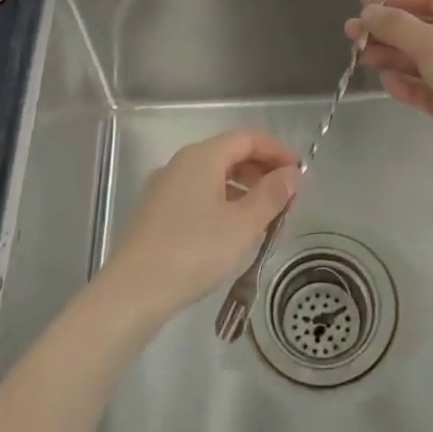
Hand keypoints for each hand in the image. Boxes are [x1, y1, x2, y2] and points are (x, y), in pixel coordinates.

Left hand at [99, 130, 300, 322]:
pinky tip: (233, 236)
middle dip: (263, 174)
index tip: (300, 174)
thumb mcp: (243, 224)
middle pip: (230, 155)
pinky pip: (199, 197)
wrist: (132, 292)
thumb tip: (293, 174)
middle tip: (287, 202)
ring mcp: (165, 189)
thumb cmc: (194, 251)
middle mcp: (181, 164)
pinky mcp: (156, 214)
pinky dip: (223, 206)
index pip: (248, 138)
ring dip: (245, 193)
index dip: (278, 151)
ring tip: (266, 224)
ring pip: (214, 179)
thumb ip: (272, 195)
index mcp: (202, 157)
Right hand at [346, 0, 432, 179]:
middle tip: (352, 35)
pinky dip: (408, 86)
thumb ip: (398, 26)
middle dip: (388, 31)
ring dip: (393, 57)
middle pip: (423, 30)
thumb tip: (368, 12)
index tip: (362, 3)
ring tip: (361, 57)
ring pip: (422, 62)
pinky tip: (387, 84)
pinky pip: (428, 91)